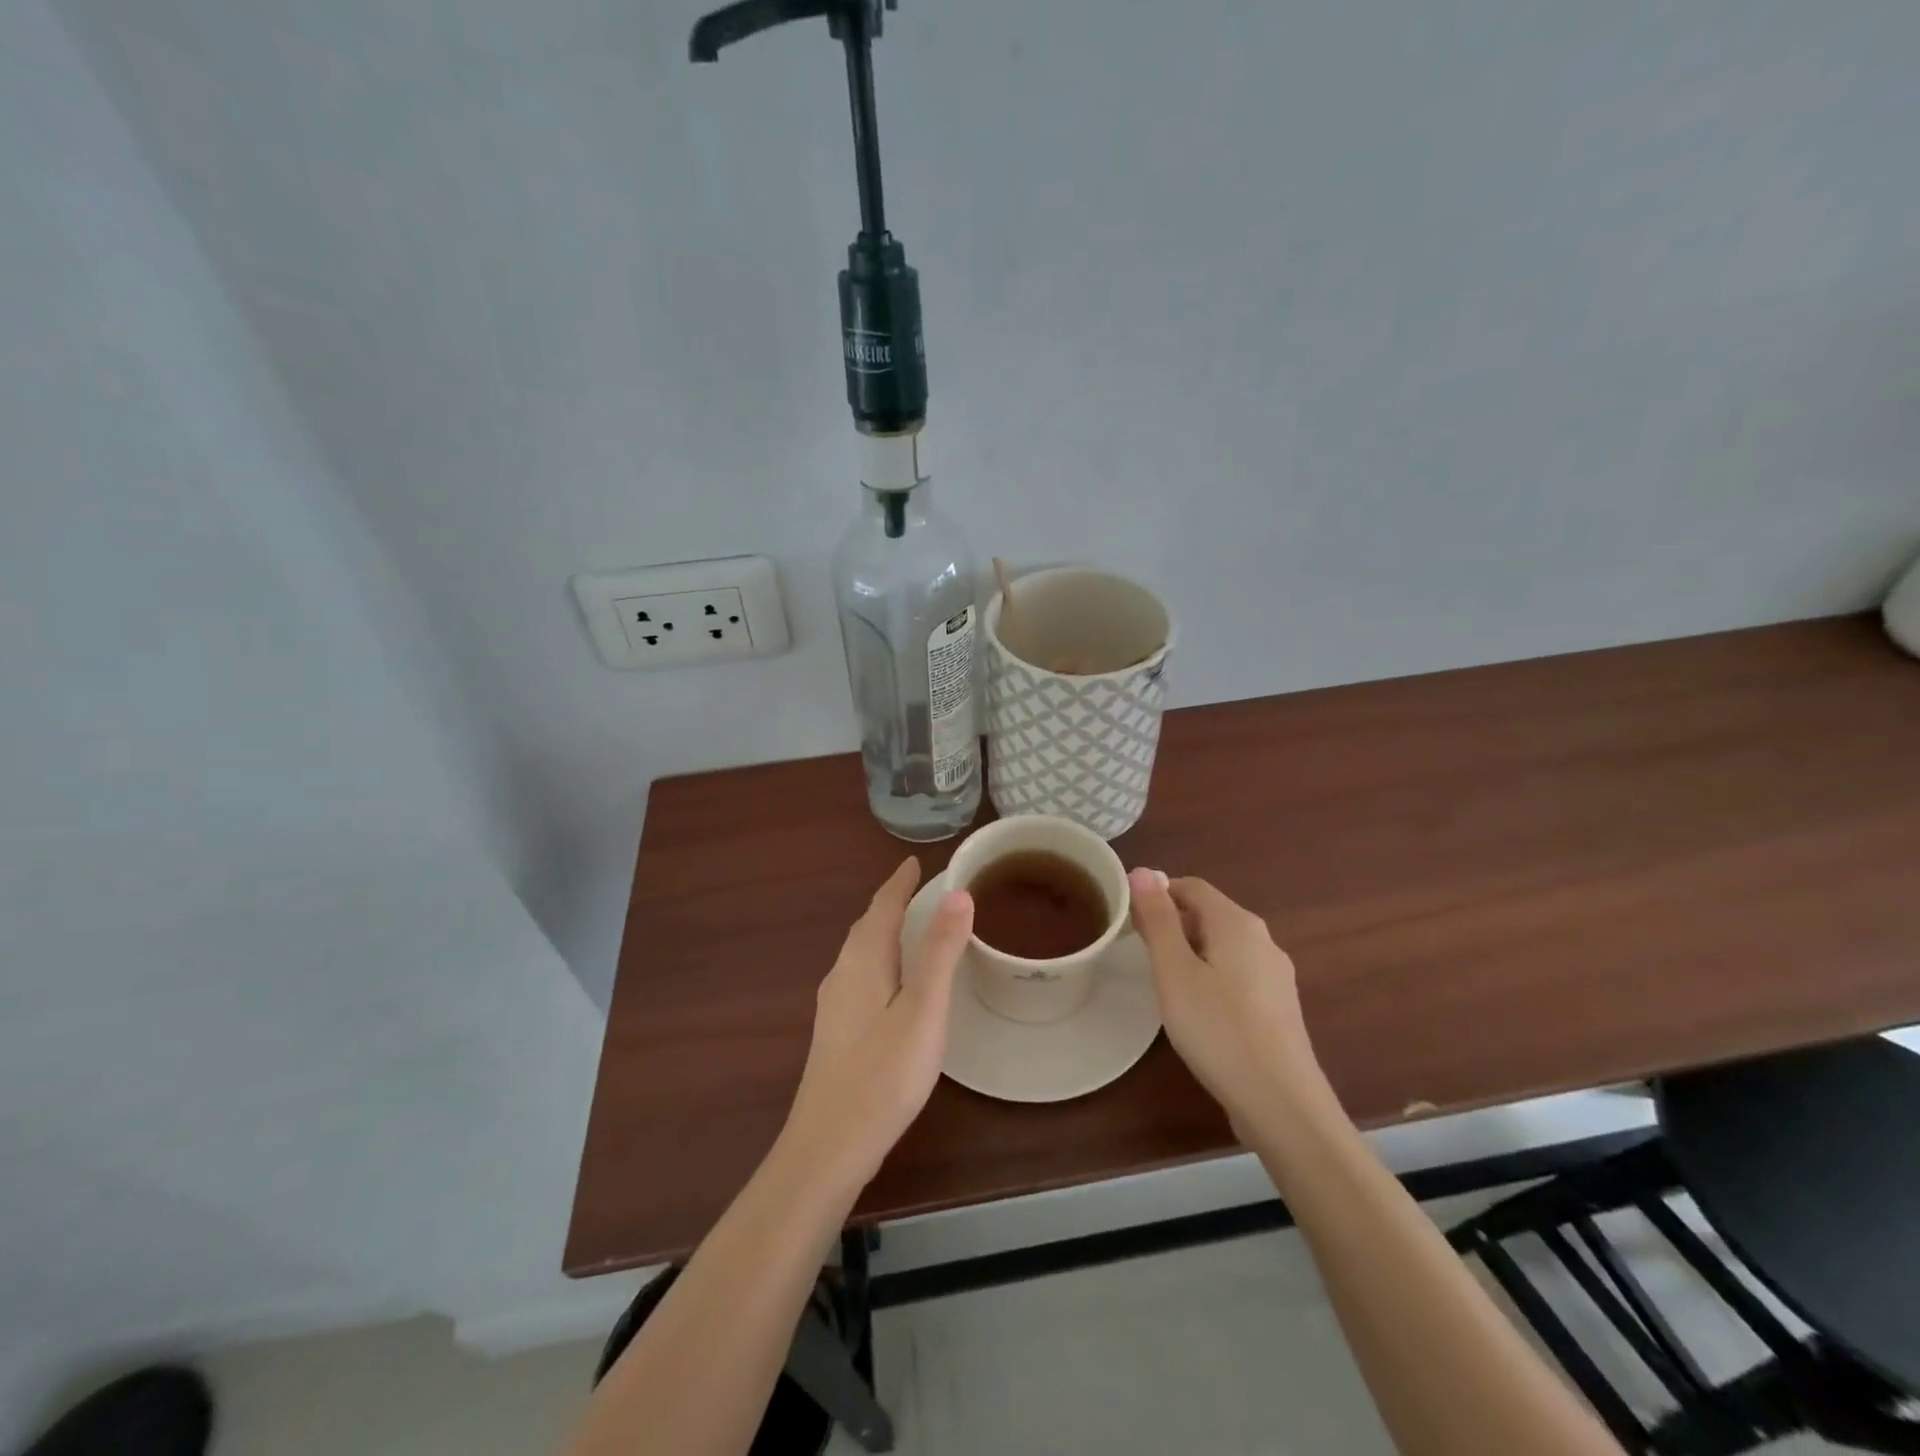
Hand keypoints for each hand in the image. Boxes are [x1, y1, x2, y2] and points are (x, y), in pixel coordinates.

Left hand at [782, 859, 973, 1189]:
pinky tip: (889, 984)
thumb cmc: (883, 1074)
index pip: (881, 907)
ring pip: (859, 953)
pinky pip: (858, 976)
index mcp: (862, 962)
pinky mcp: (835, 1033)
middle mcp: (842, 975)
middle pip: (866, 927)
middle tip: (916, 889)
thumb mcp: (923, 1010)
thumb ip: (940, 952)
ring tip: (906, 927)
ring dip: (881, 932)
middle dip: (889, 904)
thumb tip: (958, 894)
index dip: (899, 883)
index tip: (914, 862)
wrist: (828, 1146)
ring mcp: (833, 1006)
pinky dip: (878, 960)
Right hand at [1127, 869, 1329, 1135]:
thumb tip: (1143, 871)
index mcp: (1237, 923)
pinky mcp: (1278, 1007)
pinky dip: (1209, 976)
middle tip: (1136, 950)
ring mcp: (1275, 975)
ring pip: (1222, 946)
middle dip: (1171, 923)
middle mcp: (1262, 939)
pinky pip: (1236, 973)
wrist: (1282, 1104)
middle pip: (1208, 914)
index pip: (1190, 886)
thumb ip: (1158, 919)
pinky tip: (1196, 1008)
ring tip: (1161, 980)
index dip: (1156, 893)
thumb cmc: (1218, 1029)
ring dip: (1189, 951)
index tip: (1126, 916)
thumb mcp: (1174, 971)